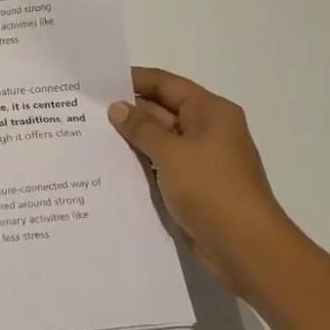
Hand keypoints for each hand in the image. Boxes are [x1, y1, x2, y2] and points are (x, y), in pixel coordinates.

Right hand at [109, 67, 299, 295]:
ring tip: (88, 135)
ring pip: (159, 140)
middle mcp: (207, 129)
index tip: (97, 81)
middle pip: (161, 110)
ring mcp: (200, 159)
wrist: (246, 249)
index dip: (132, 80)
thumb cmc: (212, 190)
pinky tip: (109, 164)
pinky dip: (139, 162)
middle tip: (83, 110)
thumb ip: (141, 127)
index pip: (166, 84)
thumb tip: (117, 107)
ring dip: (130, 139)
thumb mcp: (171, 153)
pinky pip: (160, 165)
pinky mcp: (192, 185)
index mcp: (210, 112)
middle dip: (127, 110)